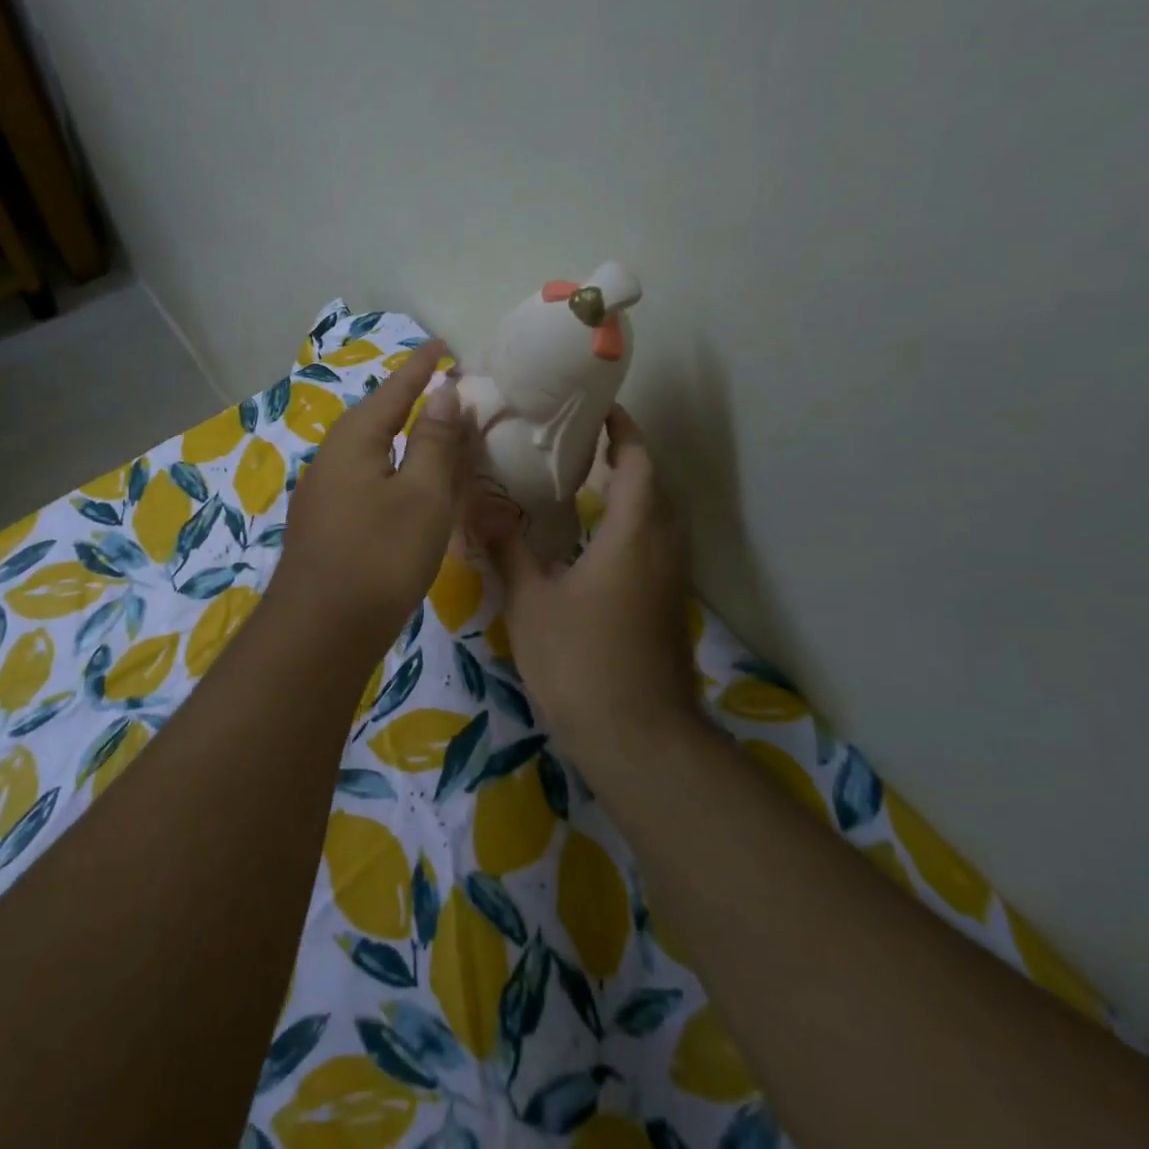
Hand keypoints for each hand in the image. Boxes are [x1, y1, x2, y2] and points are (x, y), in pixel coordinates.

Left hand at [271, 340, 471, 647]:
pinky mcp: (324, 525)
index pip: (394, 390)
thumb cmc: (380, 555)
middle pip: (375, 417)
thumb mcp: (421, 495)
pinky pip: (363, 480)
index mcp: (353, 440)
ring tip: (429, 433)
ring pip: (368, 452)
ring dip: (400, 438)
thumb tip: (442, 393)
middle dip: (409, 401)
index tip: (444, 345)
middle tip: (444, 390)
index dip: (421, 368)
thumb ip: (432, 442)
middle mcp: (329, 459)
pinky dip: (390, 471)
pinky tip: (402, 487)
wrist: (321, 630)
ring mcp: (321, 494)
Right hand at [486, 407, 694, 759]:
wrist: (638, 739)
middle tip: (582, 443)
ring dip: (634, 492)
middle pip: (656, 486)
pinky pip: (657, 546)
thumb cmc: (581, 662)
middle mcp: (662, 548)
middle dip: (628, 457)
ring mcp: (671, 581)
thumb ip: (508, 548)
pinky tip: (596, 543)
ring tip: (588, 483)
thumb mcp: (531, 602)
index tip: (600, 408)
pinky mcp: (668, 607)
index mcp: (632, 535)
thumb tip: (478, 505)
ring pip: (661, 518)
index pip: (638, 464)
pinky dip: (634, 525)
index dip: (624, 431)